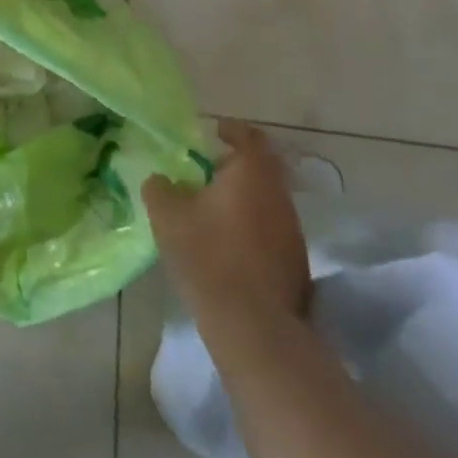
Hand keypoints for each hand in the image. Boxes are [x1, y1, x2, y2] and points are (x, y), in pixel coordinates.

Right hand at [143, 122, 310, 322]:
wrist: (253, 327)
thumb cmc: (207, 256)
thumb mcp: (168, 216)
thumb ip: (160, 189)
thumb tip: (160, 180)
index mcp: (252, 171)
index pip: (249, 135)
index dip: (231, 130)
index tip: (214, 132)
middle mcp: (279, 193)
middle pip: (262, 167)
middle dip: (237, 166)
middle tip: (209, 173)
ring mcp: (293, 230)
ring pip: (268, 200)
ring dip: (246, 199)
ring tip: (216, 212)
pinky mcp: (298, 263)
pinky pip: (273, 230)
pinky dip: (255, 228)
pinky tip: (232, 247)